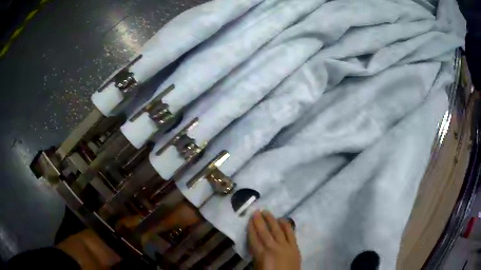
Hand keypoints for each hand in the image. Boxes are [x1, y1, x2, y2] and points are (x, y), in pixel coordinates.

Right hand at [248, 210, 300, 269]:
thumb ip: (256, 255)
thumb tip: (256, 244)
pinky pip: (290, 234)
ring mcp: (285, 247)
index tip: (248, 220)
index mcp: (261, 255)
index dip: (250, 229)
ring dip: (271, 220)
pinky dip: (286, 226)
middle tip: (256, 211)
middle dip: (259, 221)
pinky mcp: (295, 247)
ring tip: (267, 212)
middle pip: (264, 232)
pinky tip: (282, 219)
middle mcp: (272, 248)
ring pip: (277, 231)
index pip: (253, 239)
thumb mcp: (258, 267)